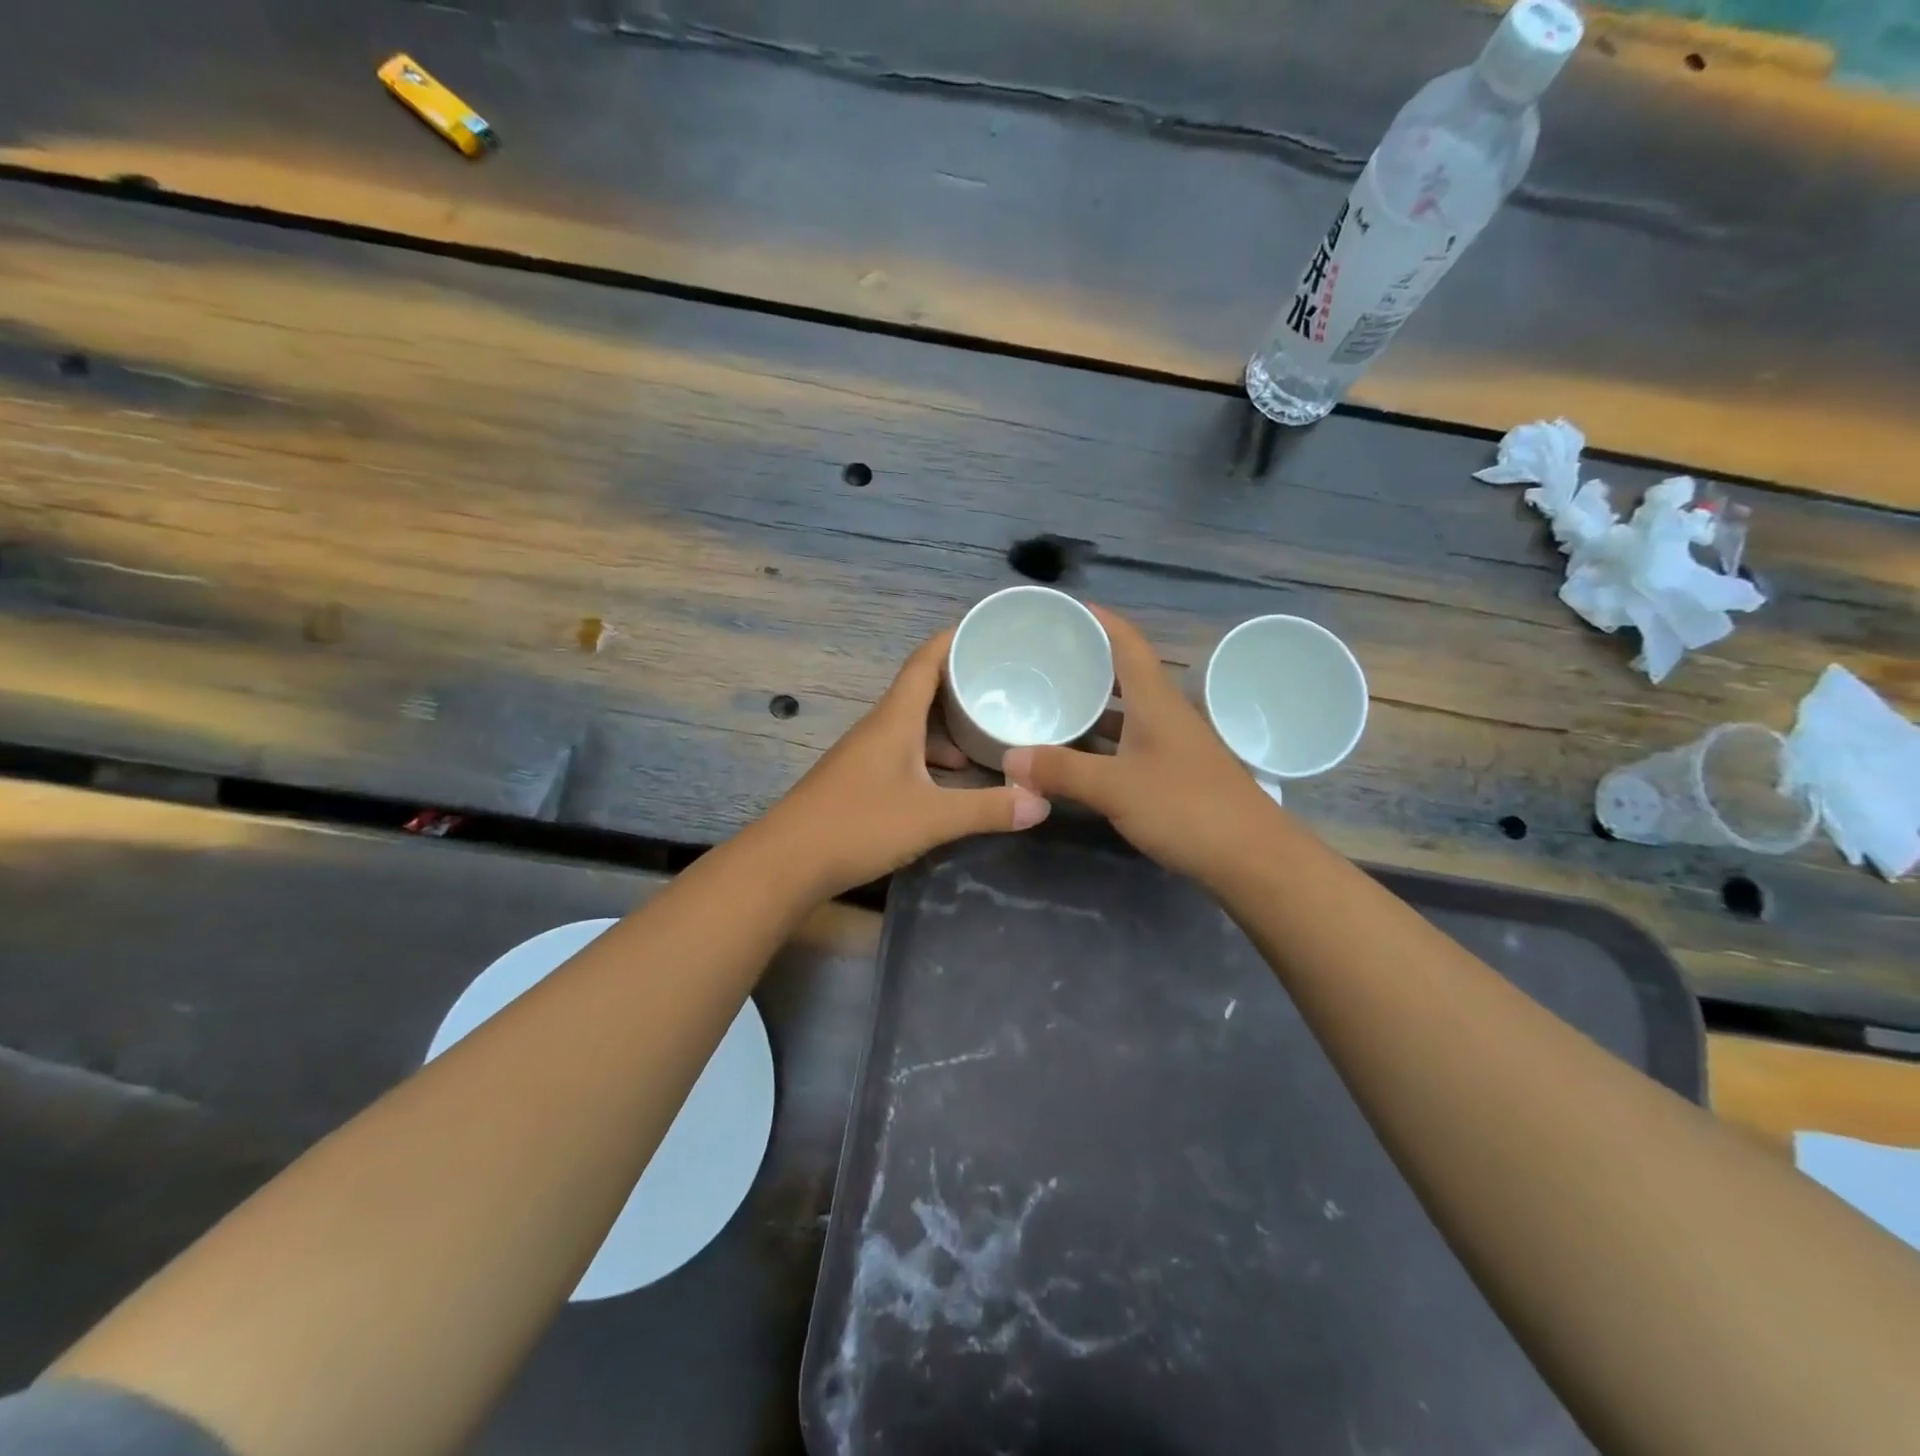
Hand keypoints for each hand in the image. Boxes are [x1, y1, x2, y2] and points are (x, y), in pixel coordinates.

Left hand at [760, 628, 1050, 897]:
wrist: (787, 862)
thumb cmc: (859, 825)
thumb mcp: (932, 818)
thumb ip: (987, 809)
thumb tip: (1043, 802)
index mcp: (895, 719)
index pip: (925, 661)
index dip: (954, 639)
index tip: (989, 631)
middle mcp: (879, 727)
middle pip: (922, 689)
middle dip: (962, 682)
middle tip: (1006, 682)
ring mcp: (866, 753)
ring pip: (913, 724)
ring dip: (948, 723)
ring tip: (988, 729)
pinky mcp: (860, 779)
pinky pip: (904, 750)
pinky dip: (932, 753)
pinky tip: (953, 775)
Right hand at [1004, 605, 1275, 885]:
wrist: (1252, 858)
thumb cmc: (1186, 807)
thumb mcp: (1115, 787)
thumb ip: (1062, 770)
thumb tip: (1010, 758)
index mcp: (1155, 701)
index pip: (1127, 643)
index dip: (1099, 620)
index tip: (1064, 609)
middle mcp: (1166, 714)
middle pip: (1125, 676)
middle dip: (1088, 664)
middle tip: (1043, 662)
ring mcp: (1174, 746)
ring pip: (1127, 714)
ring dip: (1094, 707)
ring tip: (1052, 705)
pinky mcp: (1176, 774)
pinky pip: (1131, 744)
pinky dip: (1103, 744)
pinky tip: (1079, 757)